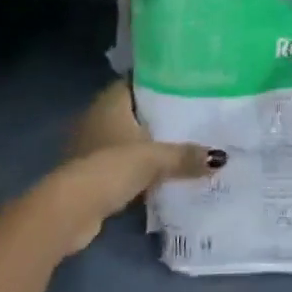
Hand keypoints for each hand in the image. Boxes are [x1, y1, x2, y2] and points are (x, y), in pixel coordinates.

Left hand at [25, 81, 221, 256]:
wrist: (71, 210)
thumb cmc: (111, 167)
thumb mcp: (154, 159)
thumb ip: (184, 156)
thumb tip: (220, 157)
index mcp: (110, 102)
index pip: (136, 81)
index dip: (159, 81)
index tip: (185, 85)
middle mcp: (97, 117)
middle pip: (133, 111)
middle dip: (157, 116)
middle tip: (191, 116)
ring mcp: (91, 146)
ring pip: (126, 138)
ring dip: (146, 145)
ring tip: (181, 145)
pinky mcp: (90, 174)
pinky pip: (121, 163)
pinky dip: (136, 168)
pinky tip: (159, 174)